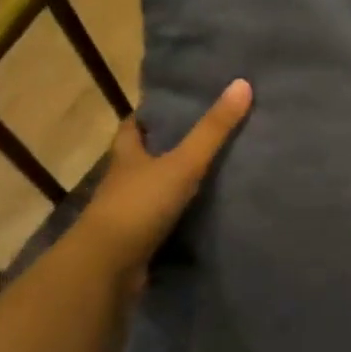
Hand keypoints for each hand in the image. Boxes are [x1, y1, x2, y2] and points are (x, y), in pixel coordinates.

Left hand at [78, 79, 252, 275]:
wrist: (108, 268)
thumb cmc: (140, 205)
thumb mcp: (183, 163)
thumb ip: (212, 130)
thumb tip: (242, 83)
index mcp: (127, 156)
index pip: (133, 127)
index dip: (148, 115)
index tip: (173, 106)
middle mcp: (123, 181)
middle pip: (142, 158)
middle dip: (166, 148)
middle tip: (202, 136)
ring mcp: (128, 213)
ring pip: (152, 190)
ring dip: (173, 184)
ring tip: (211, 173)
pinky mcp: (137, 242)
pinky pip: (161, 223)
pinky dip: (178, 218)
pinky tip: (203, 216)